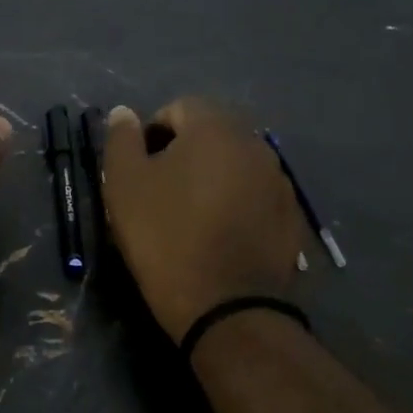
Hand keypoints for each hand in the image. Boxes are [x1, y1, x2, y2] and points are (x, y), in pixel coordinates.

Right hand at [103, 98, 304, 340]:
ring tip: (191, 217)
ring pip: (235, 164)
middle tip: (161, 193)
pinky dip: (236, 204)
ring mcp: (279, 180)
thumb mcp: (125, 186)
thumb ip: (121, 140)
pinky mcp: (291, 215)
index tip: (139, 171)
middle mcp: (255, 143)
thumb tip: (124, 112)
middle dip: (184, 154)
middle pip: (211, 133)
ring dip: (212, 178)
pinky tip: (220, 235)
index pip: (179, 108)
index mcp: (215, 128)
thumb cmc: (166, 238)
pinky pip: (255, 195)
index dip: (152, 134)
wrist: (226, 305)